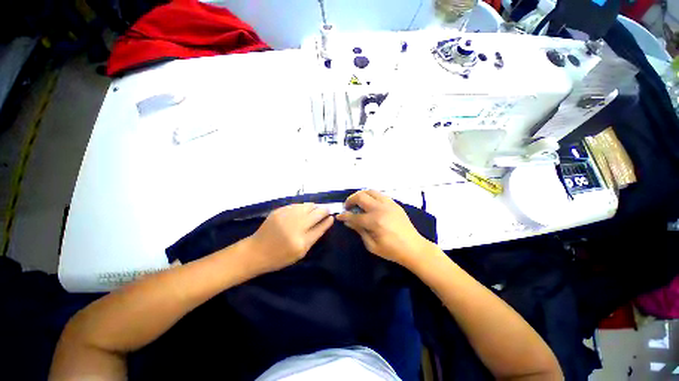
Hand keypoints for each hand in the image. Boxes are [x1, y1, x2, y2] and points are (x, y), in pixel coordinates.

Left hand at [246, 203, 333, 274]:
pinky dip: (303, 207)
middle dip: (324, 211)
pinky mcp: (279, 211)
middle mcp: (295, 227)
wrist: (256, 251)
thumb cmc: (280, 257)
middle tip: (327, 210)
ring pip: (307, 206)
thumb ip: (313, 238)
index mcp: (301, 242)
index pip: (320, 227)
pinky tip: (303, 209)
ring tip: (315, 209)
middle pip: (316, 214)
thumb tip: (324, 223)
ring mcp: (286, 217)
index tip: (332, 217)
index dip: (328, 221)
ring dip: (314, 207)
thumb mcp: (300, 253)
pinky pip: (297, 205)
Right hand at [336, 190, 432, 266]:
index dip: (344, 216)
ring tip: (357, 202)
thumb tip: (348, 221)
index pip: (354, 215)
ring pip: (370, 191)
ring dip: (361, 195)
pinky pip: (380, 195)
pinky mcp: (395, 204)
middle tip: (347, 207)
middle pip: (361, 197)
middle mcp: (380, 208)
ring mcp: (389, 204)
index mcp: (374, 221)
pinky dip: (371, 196)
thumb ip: (359, 230)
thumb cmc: (392, 250)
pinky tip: (370, 203)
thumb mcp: (372, 245)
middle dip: (350, 200)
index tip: (339, 216)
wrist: (414, 248)